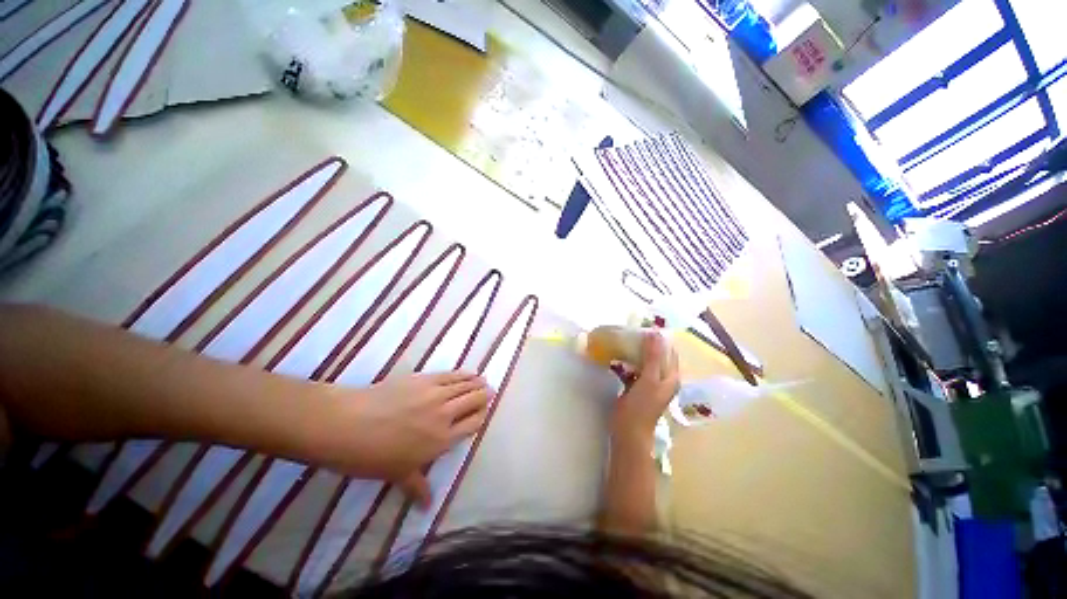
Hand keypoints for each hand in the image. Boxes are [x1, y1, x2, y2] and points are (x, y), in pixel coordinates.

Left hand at [314, 371, 491, 506]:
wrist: (348, 424)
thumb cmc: (372, 456)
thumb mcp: (397, 475)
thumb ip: (418, 487)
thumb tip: (427, 506)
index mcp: (442, 440)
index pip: (473, 424)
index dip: (481, 416)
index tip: (484, 412)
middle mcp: (445, 414)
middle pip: (473, 401)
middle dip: (484, 396)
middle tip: (488, 392)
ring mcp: (436, 394)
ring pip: (465, 386)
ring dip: (476, 383)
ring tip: (483, 380)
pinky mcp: (425, 378)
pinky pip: (451, 375)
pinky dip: (462, 374)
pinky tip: (467, 373)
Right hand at [611, 333, 678, 446]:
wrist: (628, 432)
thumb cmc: (641, 407)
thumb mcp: (648, 380)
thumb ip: (653, 357)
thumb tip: (656, 333)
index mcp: (670, 377)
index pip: (669, 352)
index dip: (659, 339)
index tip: (644, 327)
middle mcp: (662, 379)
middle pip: (656, 356)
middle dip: (645, 344)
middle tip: (630, 333)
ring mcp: (649, 383)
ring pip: (644, 362)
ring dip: (635, 352)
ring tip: (623, 341)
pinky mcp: (636, 387)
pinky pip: (634, 369)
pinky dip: (627, 362)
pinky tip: (617, 356)